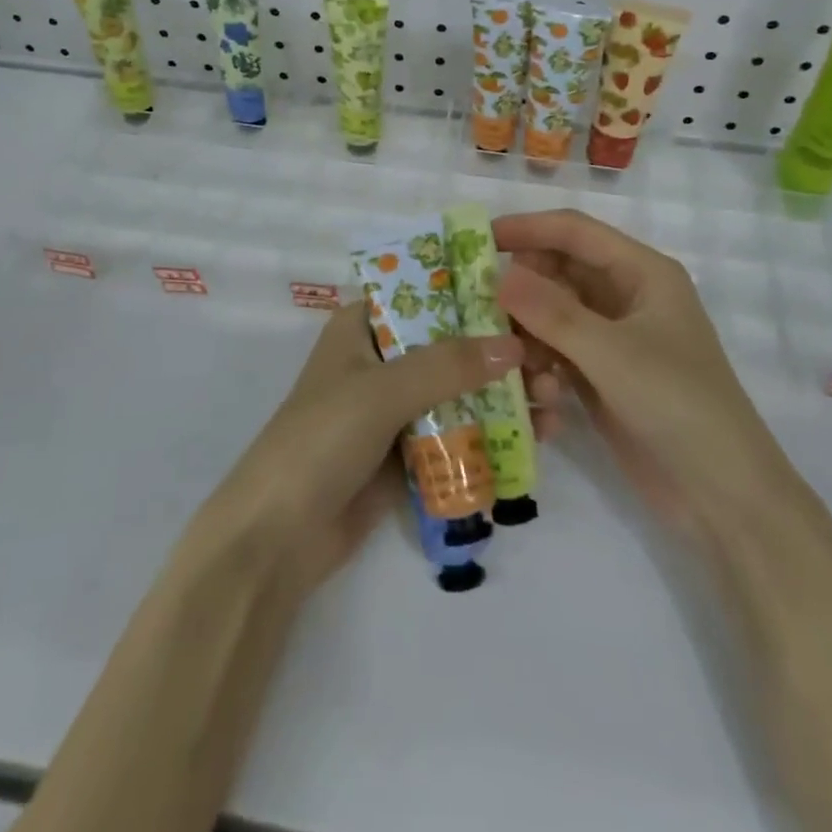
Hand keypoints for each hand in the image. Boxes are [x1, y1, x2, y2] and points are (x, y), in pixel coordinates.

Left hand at [196, 302, 545, 597]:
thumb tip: (514, 346)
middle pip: (451, 345)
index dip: (475, 296)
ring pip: (459, 391)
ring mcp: (394, 409)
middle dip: (501, 354)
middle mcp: (381, 359)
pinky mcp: (406, 452)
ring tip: (553, 405)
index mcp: (362, 327)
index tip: (528, 302)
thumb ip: (447, 366)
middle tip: (552, 365)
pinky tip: (536, 439)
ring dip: (505, 396)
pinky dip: (492, 433)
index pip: (425, 294)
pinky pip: (457, 433)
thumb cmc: (320, 440)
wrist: (278, 536)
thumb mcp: (381, 391)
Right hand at [493, 209, 790, 536]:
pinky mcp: (602, 376)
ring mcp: (614, 339)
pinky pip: (557, 353)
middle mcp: (626, 297)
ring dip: (530, 336)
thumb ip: (552, 312)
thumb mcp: (612, 354)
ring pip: (552, 316)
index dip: (527, 228)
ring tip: (518, 367)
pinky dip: (542, 367)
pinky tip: (541, 398)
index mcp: (642, 273)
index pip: (575, 232)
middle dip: (521, 289)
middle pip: (559, 272)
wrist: (724, 496)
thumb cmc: (678, 406)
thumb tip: (498, 276)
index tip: (477, 239)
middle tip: (478, 308)